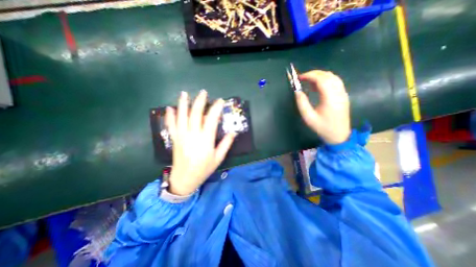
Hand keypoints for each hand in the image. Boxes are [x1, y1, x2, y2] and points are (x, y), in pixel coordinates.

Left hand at [165, 90, 235, 194]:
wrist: (184, 179)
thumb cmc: (203, 169)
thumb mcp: (218, 158)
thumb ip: (226, 144)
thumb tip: (233, 132)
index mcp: (205, 140)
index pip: (212, 119)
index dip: (216, 108)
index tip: (220, 101)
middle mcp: (193, 135)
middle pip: (195, 114)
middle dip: (200, 102)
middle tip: (203, 92)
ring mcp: (182, 136)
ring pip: (181, 117)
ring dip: (183, 104)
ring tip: (184, 93)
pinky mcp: (175, 139)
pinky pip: (171, 125)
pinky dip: (170, 116)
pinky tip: (169, 108)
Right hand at [297, 69, 349, 143]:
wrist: (339, 135)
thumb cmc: (323, 127)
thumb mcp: (309, 118)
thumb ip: (302, 103)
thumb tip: (297, 91)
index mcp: (330, 98)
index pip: (321, 79)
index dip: (310, 75)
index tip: (299, 77)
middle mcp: (339, 93)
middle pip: (328, 75)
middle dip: (314, 74)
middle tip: (302, 78)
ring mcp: (343, 93)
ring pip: (333, 77)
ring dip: (320, 76)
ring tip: (308, 81)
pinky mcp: (343, 95)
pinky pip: (335, 82)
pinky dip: (325, 80)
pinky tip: (317, 86)